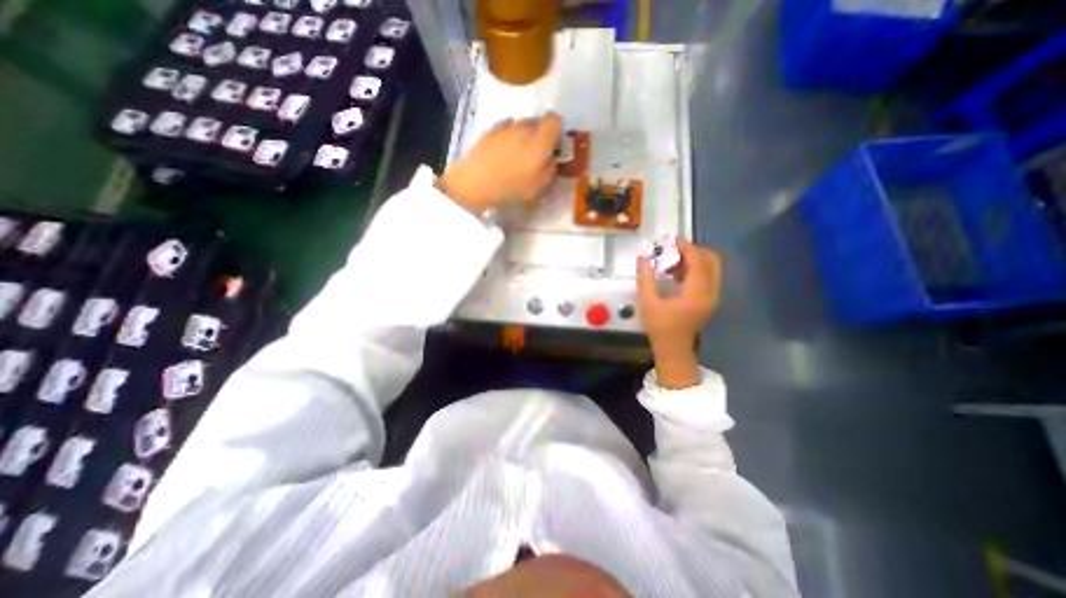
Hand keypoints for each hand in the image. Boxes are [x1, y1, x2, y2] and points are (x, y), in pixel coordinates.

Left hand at [439, 111, 565, 215]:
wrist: (474, 184)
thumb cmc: (511, 189)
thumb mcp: (538, 187)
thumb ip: (550, 170)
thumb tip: (552, 160)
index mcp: (540, 141)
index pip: (555, 121)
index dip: (557, 132)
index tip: (554, 147)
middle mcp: (524, 128)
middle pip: (538, 122)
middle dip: (540, 134)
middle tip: (536, 154)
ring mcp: (505, 128)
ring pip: (520, 124)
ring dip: (523, 134)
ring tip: (517, 153)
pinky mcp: (489, 131)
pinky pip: (504, 127)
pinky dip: (507, 134)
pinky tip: (502, 150)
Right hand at [636, 242, 719, 389]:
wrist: (674, 350)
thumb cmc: (660, 328)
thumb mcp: (648, 302)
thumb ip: (645, 278)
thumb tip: (642, 258)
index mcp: (696, 293)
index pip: (698, 261)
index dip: (686, 247)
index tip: (673, 240)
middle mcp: (710, 292)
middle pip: (711, 261)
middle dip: (693, 251)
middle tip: (674, 250)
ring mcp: (713, 297)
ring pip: (711, 268)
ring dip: (694, 260)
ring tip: (673, 260)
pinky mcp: (710, 300)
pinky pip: (708, 277)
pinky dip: (696, 269)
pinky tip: (677, 273)